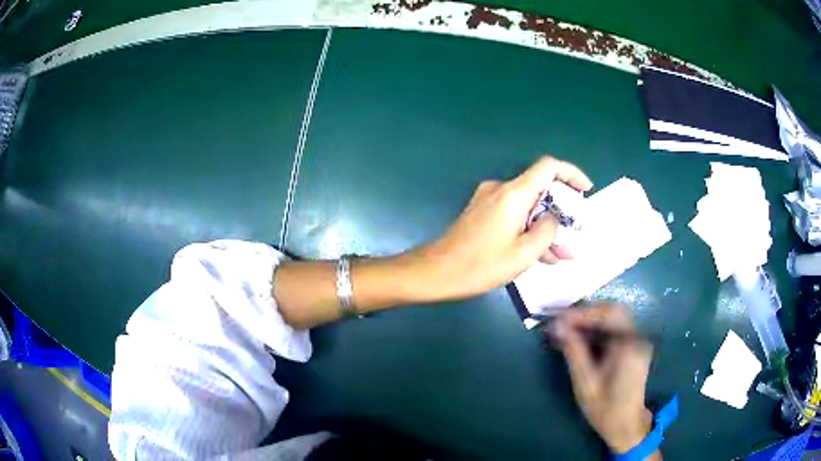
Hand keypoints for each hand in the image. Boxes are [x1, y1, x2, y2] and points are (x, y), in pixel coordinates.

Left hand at [414, 156, 591, 300]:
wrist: (436, 272)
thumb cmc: (480, 265)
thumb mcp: (523, 254)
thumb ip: (547, 231)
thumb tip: (553, 219)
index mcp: (513, 193)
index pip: (548, 167)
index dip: (571, 174)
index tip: (586, 191)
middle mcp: (501, 189)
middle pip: (540, 190)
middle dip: (561, 213)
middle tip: (575, 236)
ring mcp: (489, 200)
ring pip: (528, 207)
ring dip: (546, 228)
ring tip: (562, 255)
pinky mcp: (482, 212)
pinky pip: (514, 215)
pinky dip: (529, 230)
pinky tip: (542, 254)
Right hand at [550, 303, 654, 454]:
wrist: (625, 424)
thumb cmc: (604, 407)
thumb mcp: (585, 381)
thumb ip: (573, 350)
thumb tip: (556, 325)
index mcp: (630, 345)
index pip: (607, 314)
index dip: (581, 313)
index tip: (557, 317)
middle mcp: (638, 336)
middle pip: (612, 311)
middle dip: (585, 313)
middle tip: (561, 321)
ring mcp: (638, 340)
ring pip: (613, 318)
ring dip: (589, 320)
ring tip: (566, 328)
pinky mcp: (633, 346)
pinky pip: (614, 329)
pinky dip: (596, 330)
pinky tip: (580, 338)